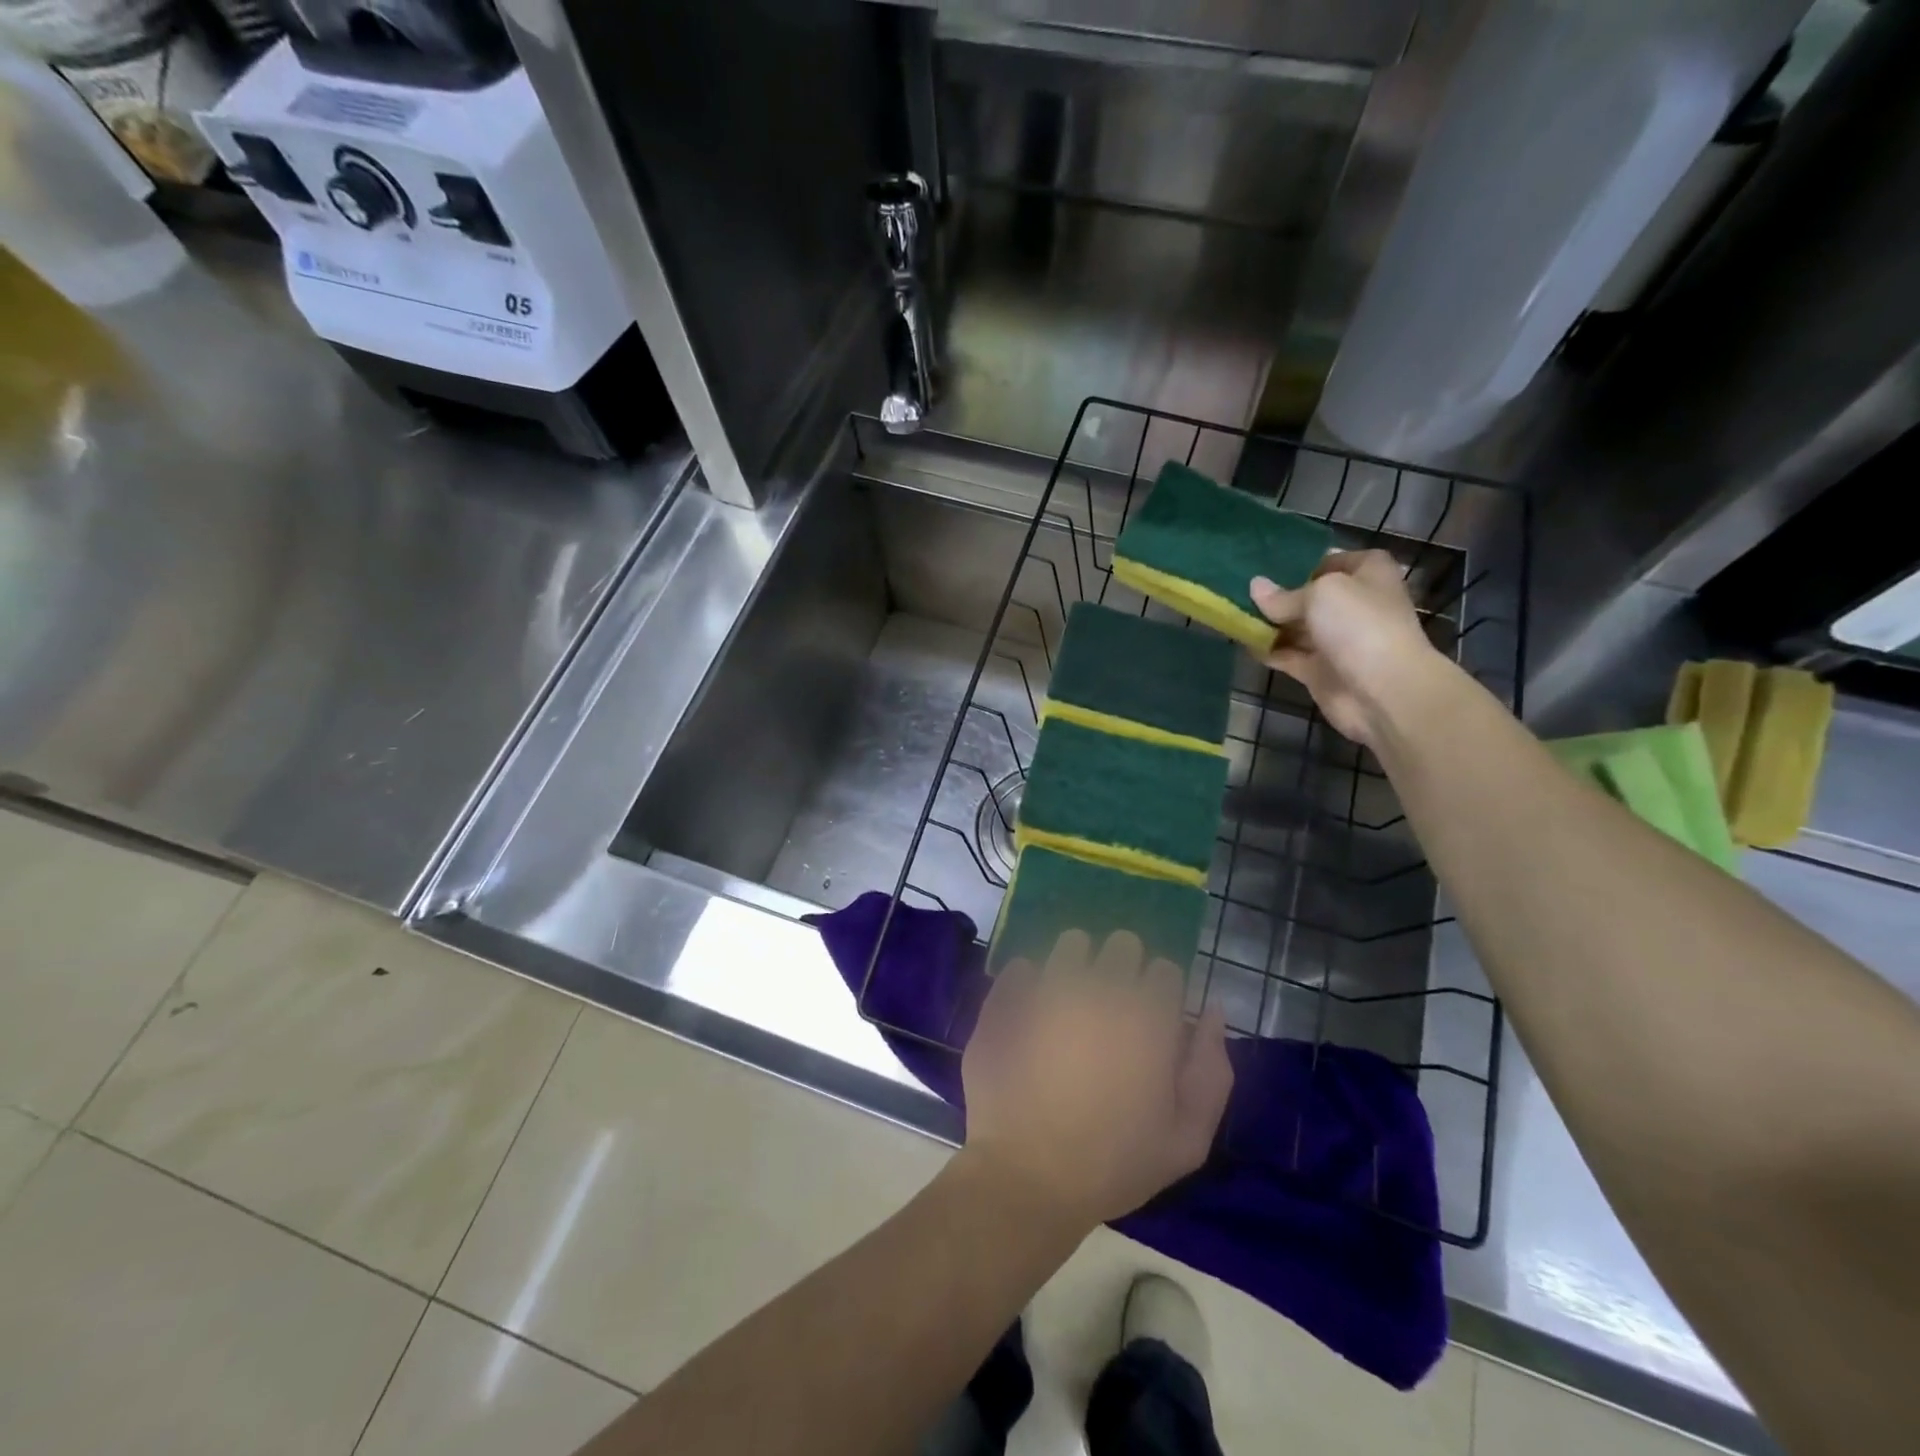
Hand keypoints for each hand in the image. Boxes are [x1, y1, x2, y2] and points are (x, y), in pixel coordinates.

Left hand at [960, 929, 1232, 1231]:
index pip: (1165, 969)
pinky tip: (1030, 1011)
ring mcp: (1049, 987)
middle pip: (1122, 944)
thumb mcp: (1187, 1139)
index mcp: (1148, 1017)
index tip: (1151, 1021)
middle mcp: (1101, 988)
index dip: (1161, 994)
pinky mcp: (1008, 997)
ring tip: (1071, 1002)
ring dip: (1077, 963)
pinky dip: (1029, 981)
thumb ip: (1211, 1070)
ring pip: (1072, 943)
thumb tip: (1213, 1012)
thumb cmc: (1114, 1165)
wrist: (1027, 1177)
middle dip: (1123, 968)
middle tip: (1113, 1009)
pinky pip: (1022, 966)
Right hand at [1250, 550, 1438, 746]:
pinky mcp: (1320, 670)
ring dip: (1269, 624)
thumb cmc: (1359, 625)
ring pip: (1296, 627)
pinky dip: (1268, 650)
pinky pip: (1288, 655)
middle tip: (1239, 591)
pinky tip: (1242, 642)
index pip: (1330, 561)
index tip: (1265, 568)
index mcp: (1367, 574)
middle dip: (1278, 596)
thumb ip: (1283, 595)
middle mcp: (1354, 604)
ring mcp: (1336, 639)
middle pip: (1309, 596)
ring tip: (1232, 614)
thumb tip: (1255, 587)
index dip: (1300, 563)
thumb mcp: (1319, 594)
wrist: (1384, 690)